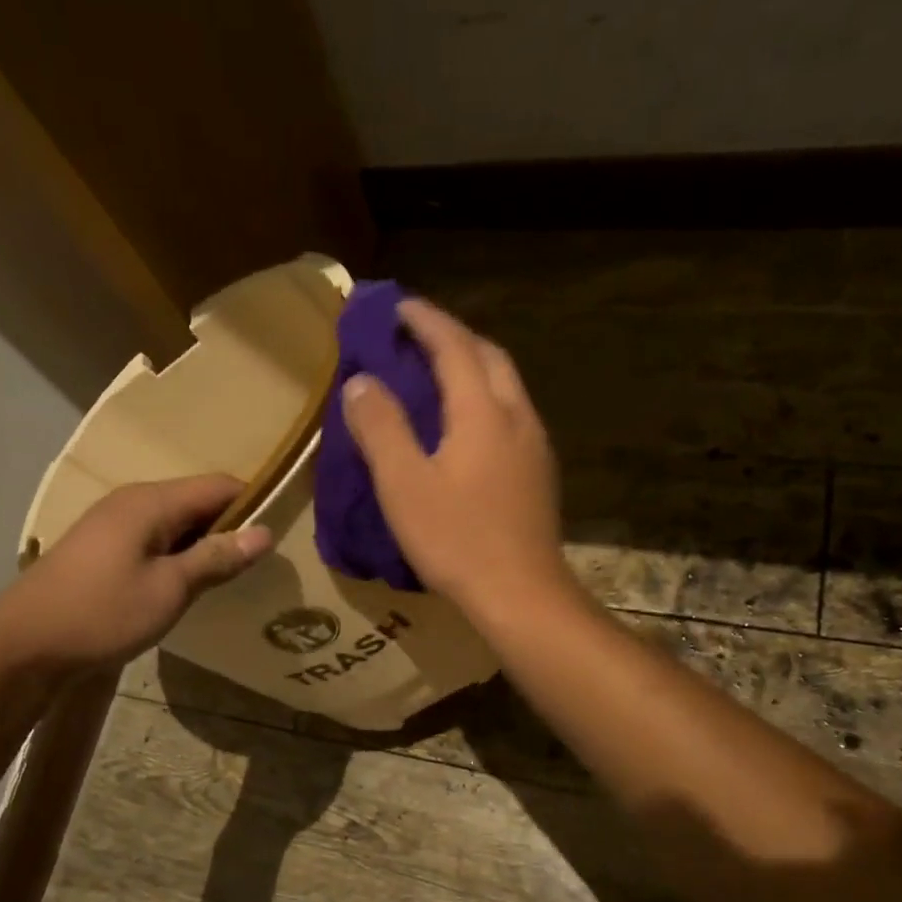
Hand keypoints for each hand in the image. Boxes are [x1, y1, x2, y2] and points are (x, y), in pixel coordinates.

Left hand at [0, 475, 271, 670]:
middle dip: (231, 525)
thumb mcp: (169, 589)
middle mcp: (133, 501)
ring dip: (205, 543)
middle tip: (261, 561)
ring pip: (177, 521)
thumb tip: (265, 533)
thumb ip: (217, 558)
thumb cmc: (102, 613)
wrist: (23, 645)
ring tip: (233, 574)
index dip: (254, 502)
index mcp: (152, 502)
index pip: (219, 485)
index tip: (282, 531)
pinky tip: (190, 582)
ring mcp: (114, 523)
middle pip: (197, 500)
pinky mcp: (104, 547)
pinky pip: (156, 538)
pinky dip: (180, 554)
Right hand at [342, 298, 570, 617]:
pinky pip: (511, 414)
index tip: (397, 306)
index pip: (454, 346)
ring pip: (506, 385)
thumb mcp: (404, 484)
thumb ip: (381, 427)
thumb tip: (362, 381)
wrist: (521, 595)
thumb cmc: (457, 540)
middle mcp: (517, 416)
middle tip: (416, 336)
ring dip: (473, 366)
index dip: (425, 321)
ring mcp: (535, 446)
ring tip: (437, 374)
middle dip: (454, 336)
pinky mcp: (539, 473)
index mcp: (483, 412)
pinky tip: (467, 424)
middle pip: (489, 356)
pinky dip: (485, 398)